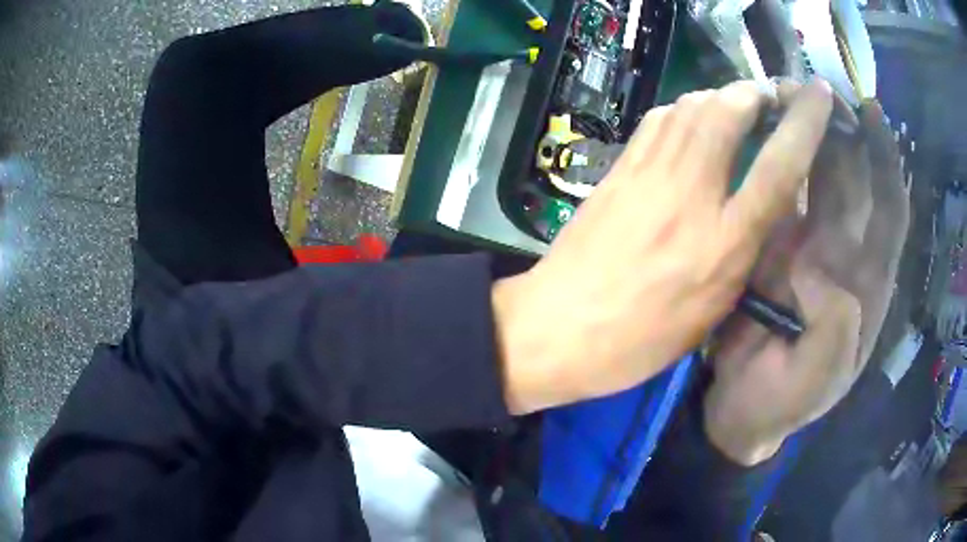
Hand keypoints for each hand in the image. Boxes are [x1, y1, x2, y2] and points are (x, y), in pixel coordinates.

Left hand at [493, 80, 833, 414]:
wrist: (558, 329)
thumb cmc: (639, 340)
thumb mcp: (712, 310)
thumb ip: (744, 252)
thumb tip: (762, 205)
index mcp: (724, 244)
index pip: (779, 166)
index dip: (806, 122)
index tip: (819, 94)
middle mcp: (690, 195)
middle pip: (728, 112)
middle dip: (756, 92)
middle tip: (771, 97)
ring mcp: (648, 175)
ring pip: (690, 106)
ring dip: (721, 95)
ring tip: (737, 106)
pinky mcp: (618, 169)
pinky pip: (658, 120)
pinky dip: (683, 109)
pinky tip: (691, 121)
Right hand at [703, 99, 908, 464]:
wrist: (738, 410)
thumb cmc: (780, 404)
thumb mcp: (814, 384)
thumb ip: (833, 335)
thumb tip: (819, 274)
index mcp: (866, 285)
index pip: (890, 212)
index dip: (886, 161)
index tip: (872, 113)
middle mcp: (844, 254)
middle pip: (855, 181)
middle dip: (843, 131)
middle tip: (815, 89)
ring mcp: (806, 245)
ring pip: (819, 179)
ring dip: (810, 135)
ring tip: (788, 94)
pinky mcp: (772, 246)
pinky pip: (782, 194)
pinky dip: (778, 159)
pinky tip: (764, 130)